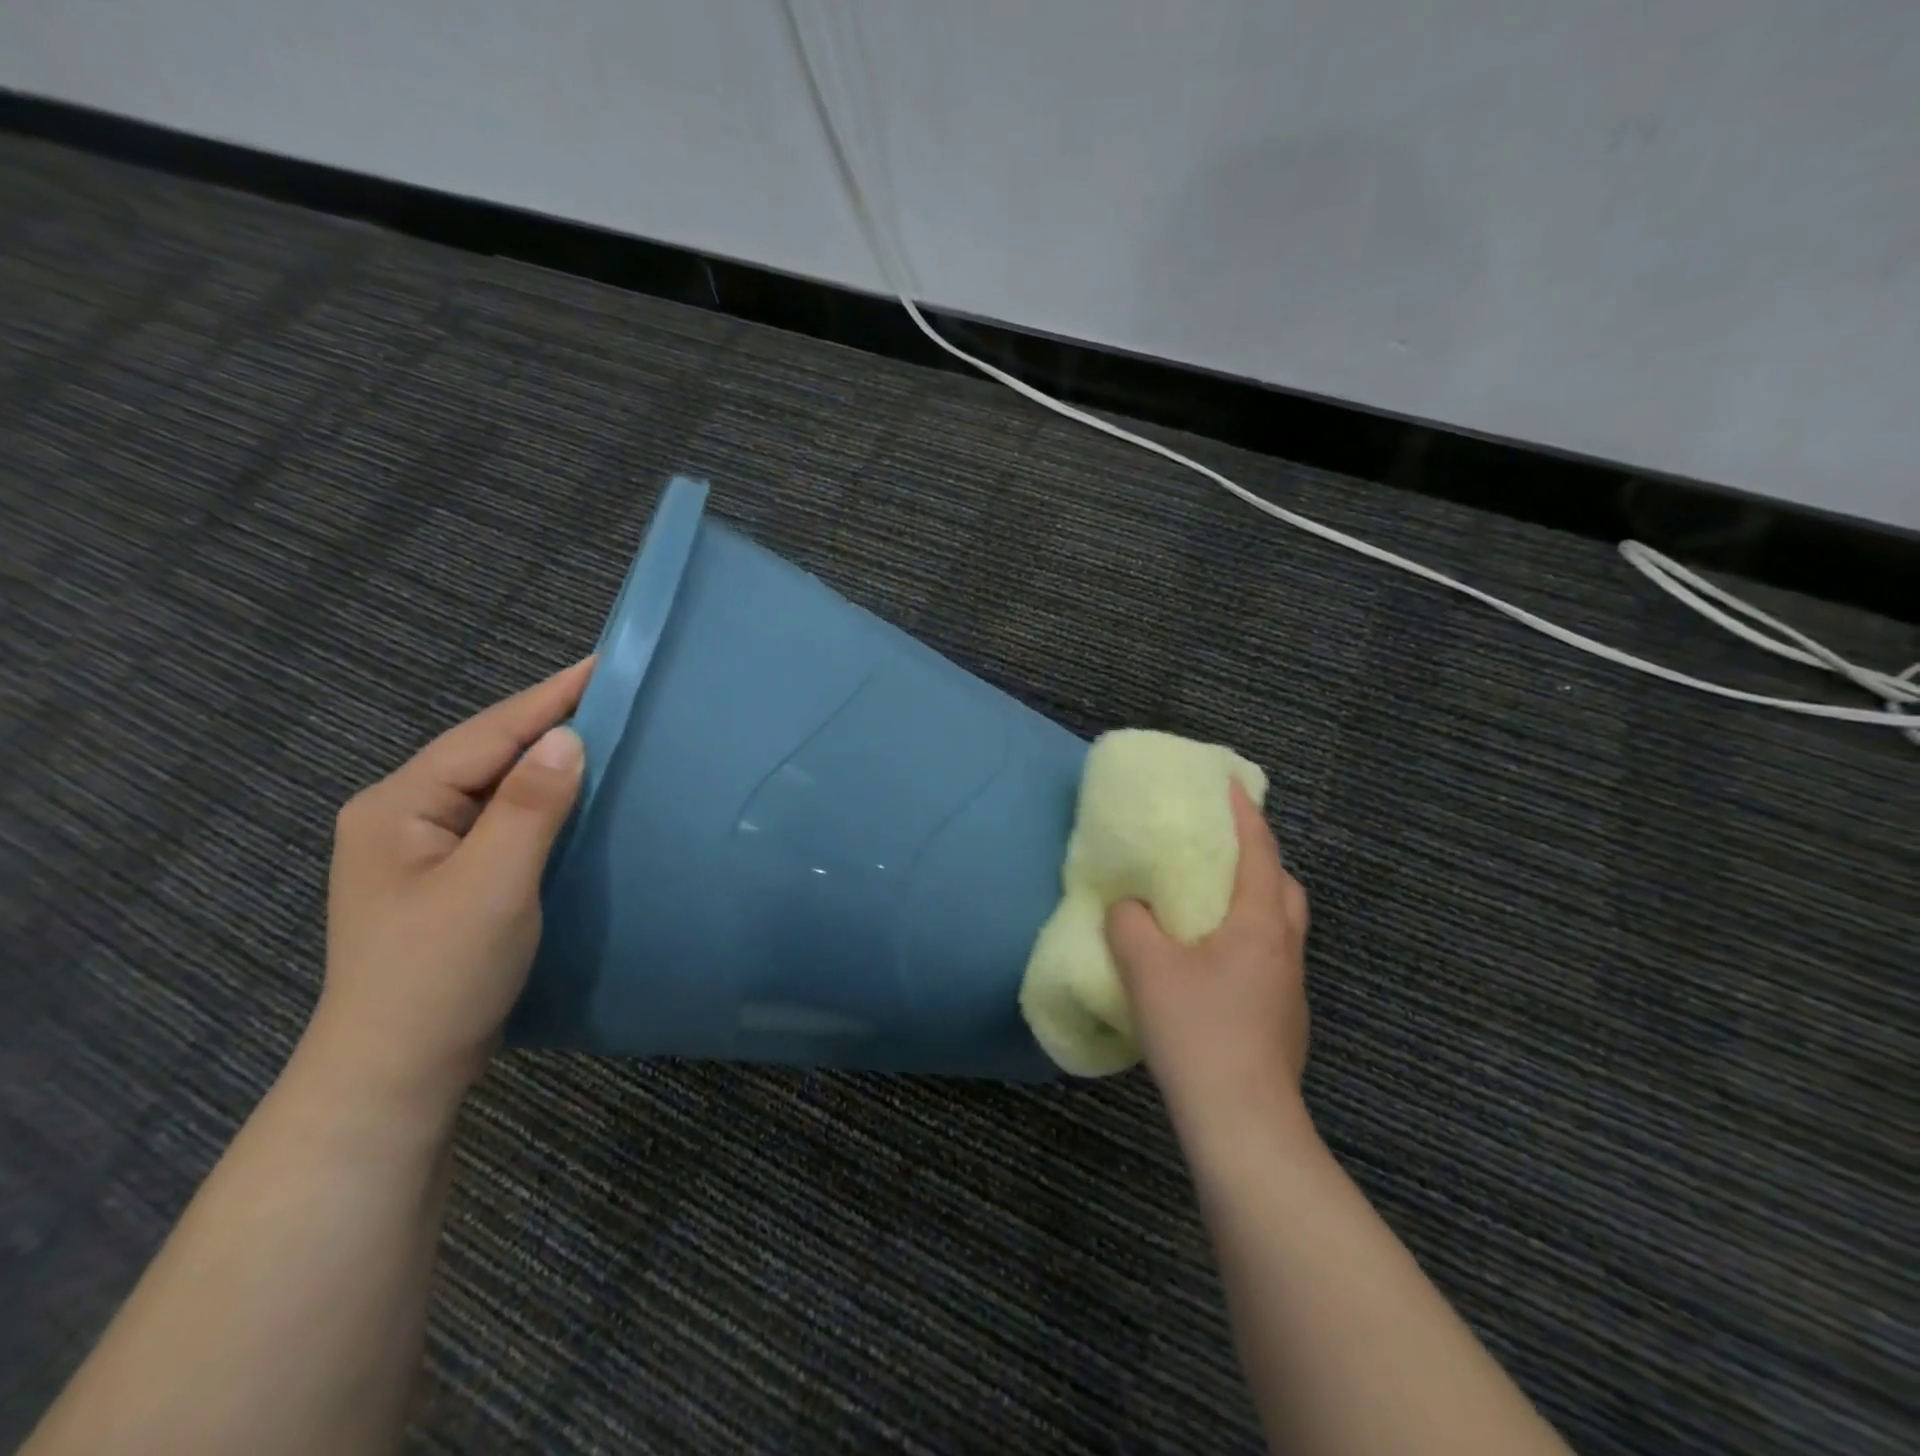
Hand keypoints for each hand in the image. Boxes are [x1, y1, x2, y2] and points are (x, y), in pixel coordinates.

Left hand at [305, 658, 593, 1115]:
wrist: (398, 1072)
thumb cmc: (441, 974)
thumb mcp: (492, 885)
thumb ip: (529, 806)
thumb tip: (568, 737)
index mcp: (400, 805)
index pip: (488, 733)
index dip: (550, 698)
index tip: (606, 665)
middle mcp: (404, 814)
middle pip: (489, 752)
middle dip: (551, 722)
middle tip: (619, 696)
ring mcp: (423, 847)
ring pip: (498, 785)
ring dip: (550, 760)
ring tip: (609, 733)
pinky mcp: (449, 875)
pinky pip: (504, 818)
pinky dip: (544, 799)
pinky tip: (577, 795)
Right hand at [1107, 784, 1312, 1162]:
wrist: (1242, 1121)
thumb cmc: (1197, 1030)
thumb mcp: (1146, 967)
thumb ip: (1129, 922)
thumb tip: (1128, 906)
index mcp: (1258, 924)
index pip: (1258, 852)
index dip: (1245, 814)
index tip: (1230, 783)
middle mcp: (1284, 948)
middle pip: (1283, 887)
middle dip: (1259, 860)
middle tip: (1221, 852)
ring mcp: (1290, 988)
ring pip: (1281, 926)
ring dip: (1255, 902)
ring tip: (1213, 905)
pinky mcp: (1285, 1019)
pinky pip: (1270, 958)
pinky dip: (1248, 940)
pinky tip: (1212, 963)